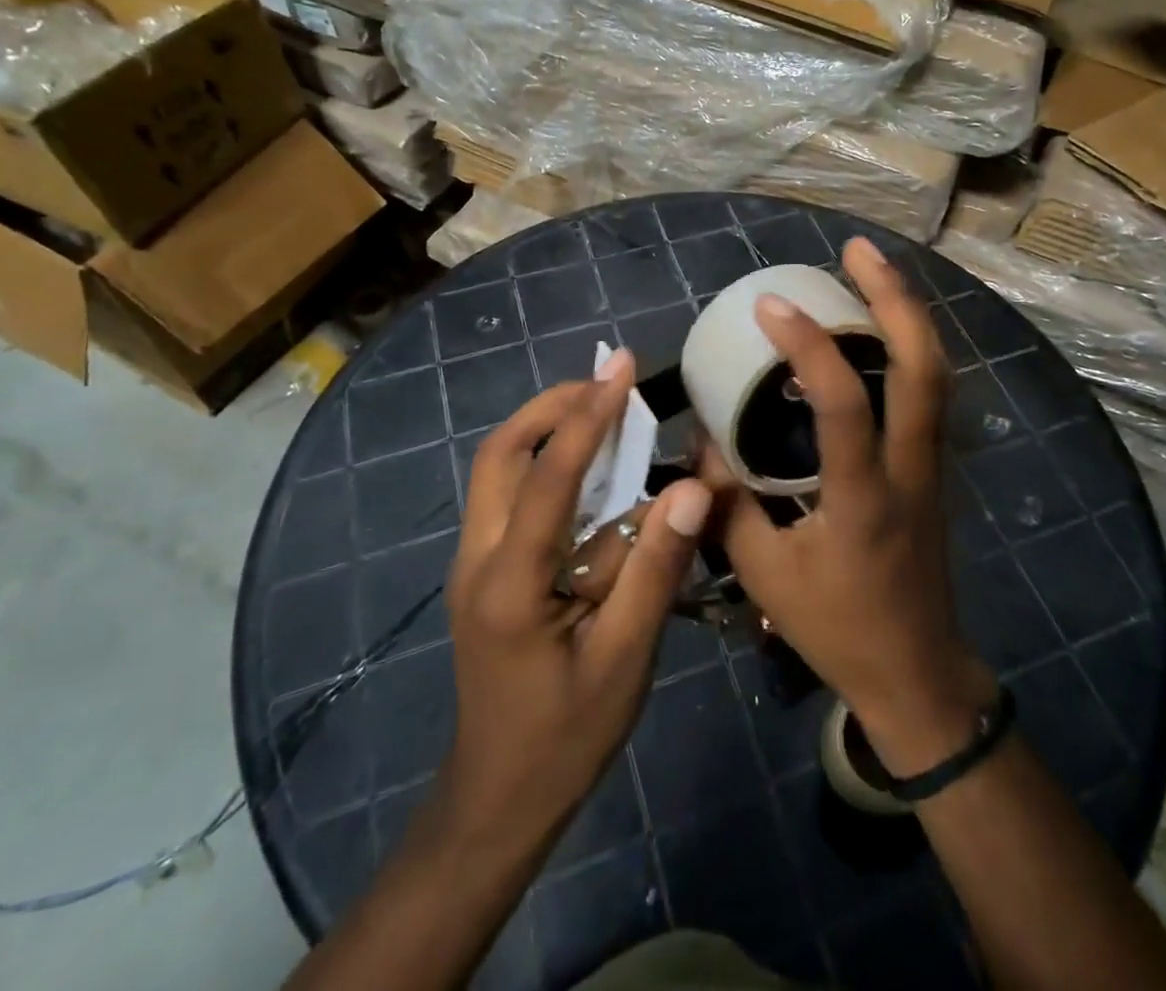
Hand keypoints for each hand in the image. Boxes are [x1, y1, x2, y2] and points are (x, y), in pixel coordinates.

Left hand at [437, 349, 711, 842]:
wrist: (497, 800)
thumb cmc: (565, 736)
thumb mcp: (623, 659)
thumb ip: (654, 569)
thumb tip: (692, 488)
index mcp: (509, 581)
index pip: (549, 476)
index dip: (587, 414)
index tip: (620, 365)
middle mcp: (478, 557)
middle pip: (501, 453)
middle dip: (552, 407)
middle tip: (608, 386)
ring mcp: (474, 564)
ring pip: (500, 470)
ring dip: (548, 431)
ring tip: (607, 414)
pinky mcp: (485, 573)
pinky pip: (512, 497)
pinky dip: (550, 466)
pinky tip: (597, 478)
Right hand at [705, 238, 994, 778]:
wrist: (916, 672)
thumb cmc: (839, 628)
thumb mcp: (765, 576)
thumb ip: (728, 506)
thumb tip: (704, 446)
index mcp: (864, 498)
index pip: (845, 405)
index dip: (809, 346)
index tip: (770, 305)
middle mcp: (910, 468)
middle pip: (925, 367)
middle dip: (895, 298)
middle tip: (856, 249)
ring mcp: (932, 464)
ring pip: (937, 372)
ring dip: (908, 313)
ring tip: (871, 269)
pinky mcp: (934, 466)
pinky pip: (930, 391)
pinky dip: (909, 345)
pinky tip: (879, 329)